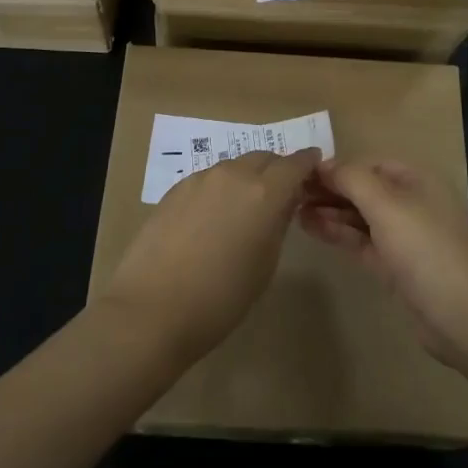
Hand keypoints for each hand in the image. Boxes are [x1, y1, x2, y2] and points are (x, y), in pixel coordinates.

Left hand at [96, 148, 321, 363]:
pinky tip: (213, 217)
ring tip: (245, 208)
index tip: (315, 170)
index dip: (308, 164)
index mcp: (265, 193)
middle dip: (277, 170)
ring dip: (247, 179)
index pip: (296, 163)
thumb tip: (280, 206)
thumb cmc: (221, 298)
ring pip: (234, 167)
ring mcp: (200, 179)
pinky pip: (209, 179)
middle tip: (281, 194)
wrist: (152, 308)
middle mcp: (234, 175)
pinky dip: (220, 189)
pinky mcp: (175, 189)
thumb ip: (277, 225)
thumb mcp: (265, 264)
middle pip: (264, 158)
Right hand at [299, 158, 467, 369]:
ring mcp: (403, 236)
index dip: (336, 167)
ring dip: (329, 211)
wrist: (463, 315)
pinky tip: (310, 227)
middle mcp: (410, 203)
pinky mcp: (394, 266)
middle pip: (363, 189)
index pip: (368, 164)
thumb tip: (322, 164)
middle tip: (288, 193)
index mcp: (416, 180)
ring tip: (291, 210)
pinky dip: (337, 232)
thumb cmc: (425, 249)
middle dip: (329, 189)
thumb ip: (352, 179)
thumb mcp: (387, 205)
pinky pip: (360, 240)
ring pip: (359, 216)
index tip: (299, 173)